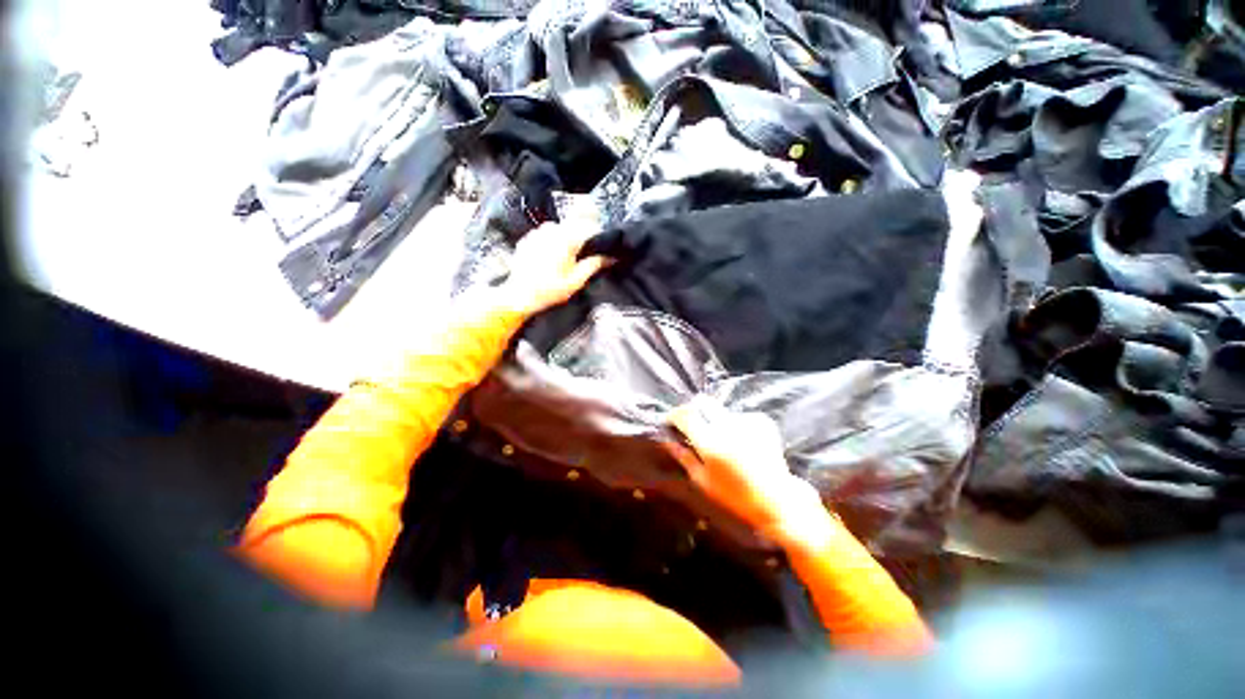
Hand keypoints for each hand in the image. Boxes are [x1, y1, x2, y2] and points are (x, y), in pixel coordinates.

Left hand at [497, 219, 611, 317]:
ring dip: (565, 239)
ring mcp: (537, 233)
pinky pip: (544, 235)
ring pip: (559, 229)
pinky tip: (550, 259)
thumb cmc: (549, 290)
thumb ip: (594, 265)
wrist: (520, 295)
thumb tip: (609, 257)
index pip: (588, 228)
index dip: (597, 236)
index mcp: (566, 239)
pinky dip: (550, 242)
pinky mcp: (527, 239)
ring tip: (565, 259)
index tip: (600, 248)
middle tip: (582, 257)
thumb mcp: (576, 281)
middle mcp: (551, 231)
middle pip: (573, 226)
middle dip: (581, 238)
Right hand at [666, 396, 824, 534]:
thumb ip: (683, 457)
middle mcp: (728, 427)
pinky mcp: (762, 421)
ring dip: (716, 420)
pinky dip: (735, 425)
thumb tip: (667, 440)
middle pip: (704, 402)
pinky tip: (741, 442)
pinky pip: (739, 416)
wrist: (778, 501)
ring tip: (723, 441)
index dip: (674, 414)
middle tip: (693, 424)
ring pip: (721, 410)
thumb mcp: (703, 482)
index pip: (686, 414)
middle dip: (694, 410)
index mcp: (711, 443)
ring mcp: (747, 422)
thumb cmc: (735, 497)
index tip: (671, 420)